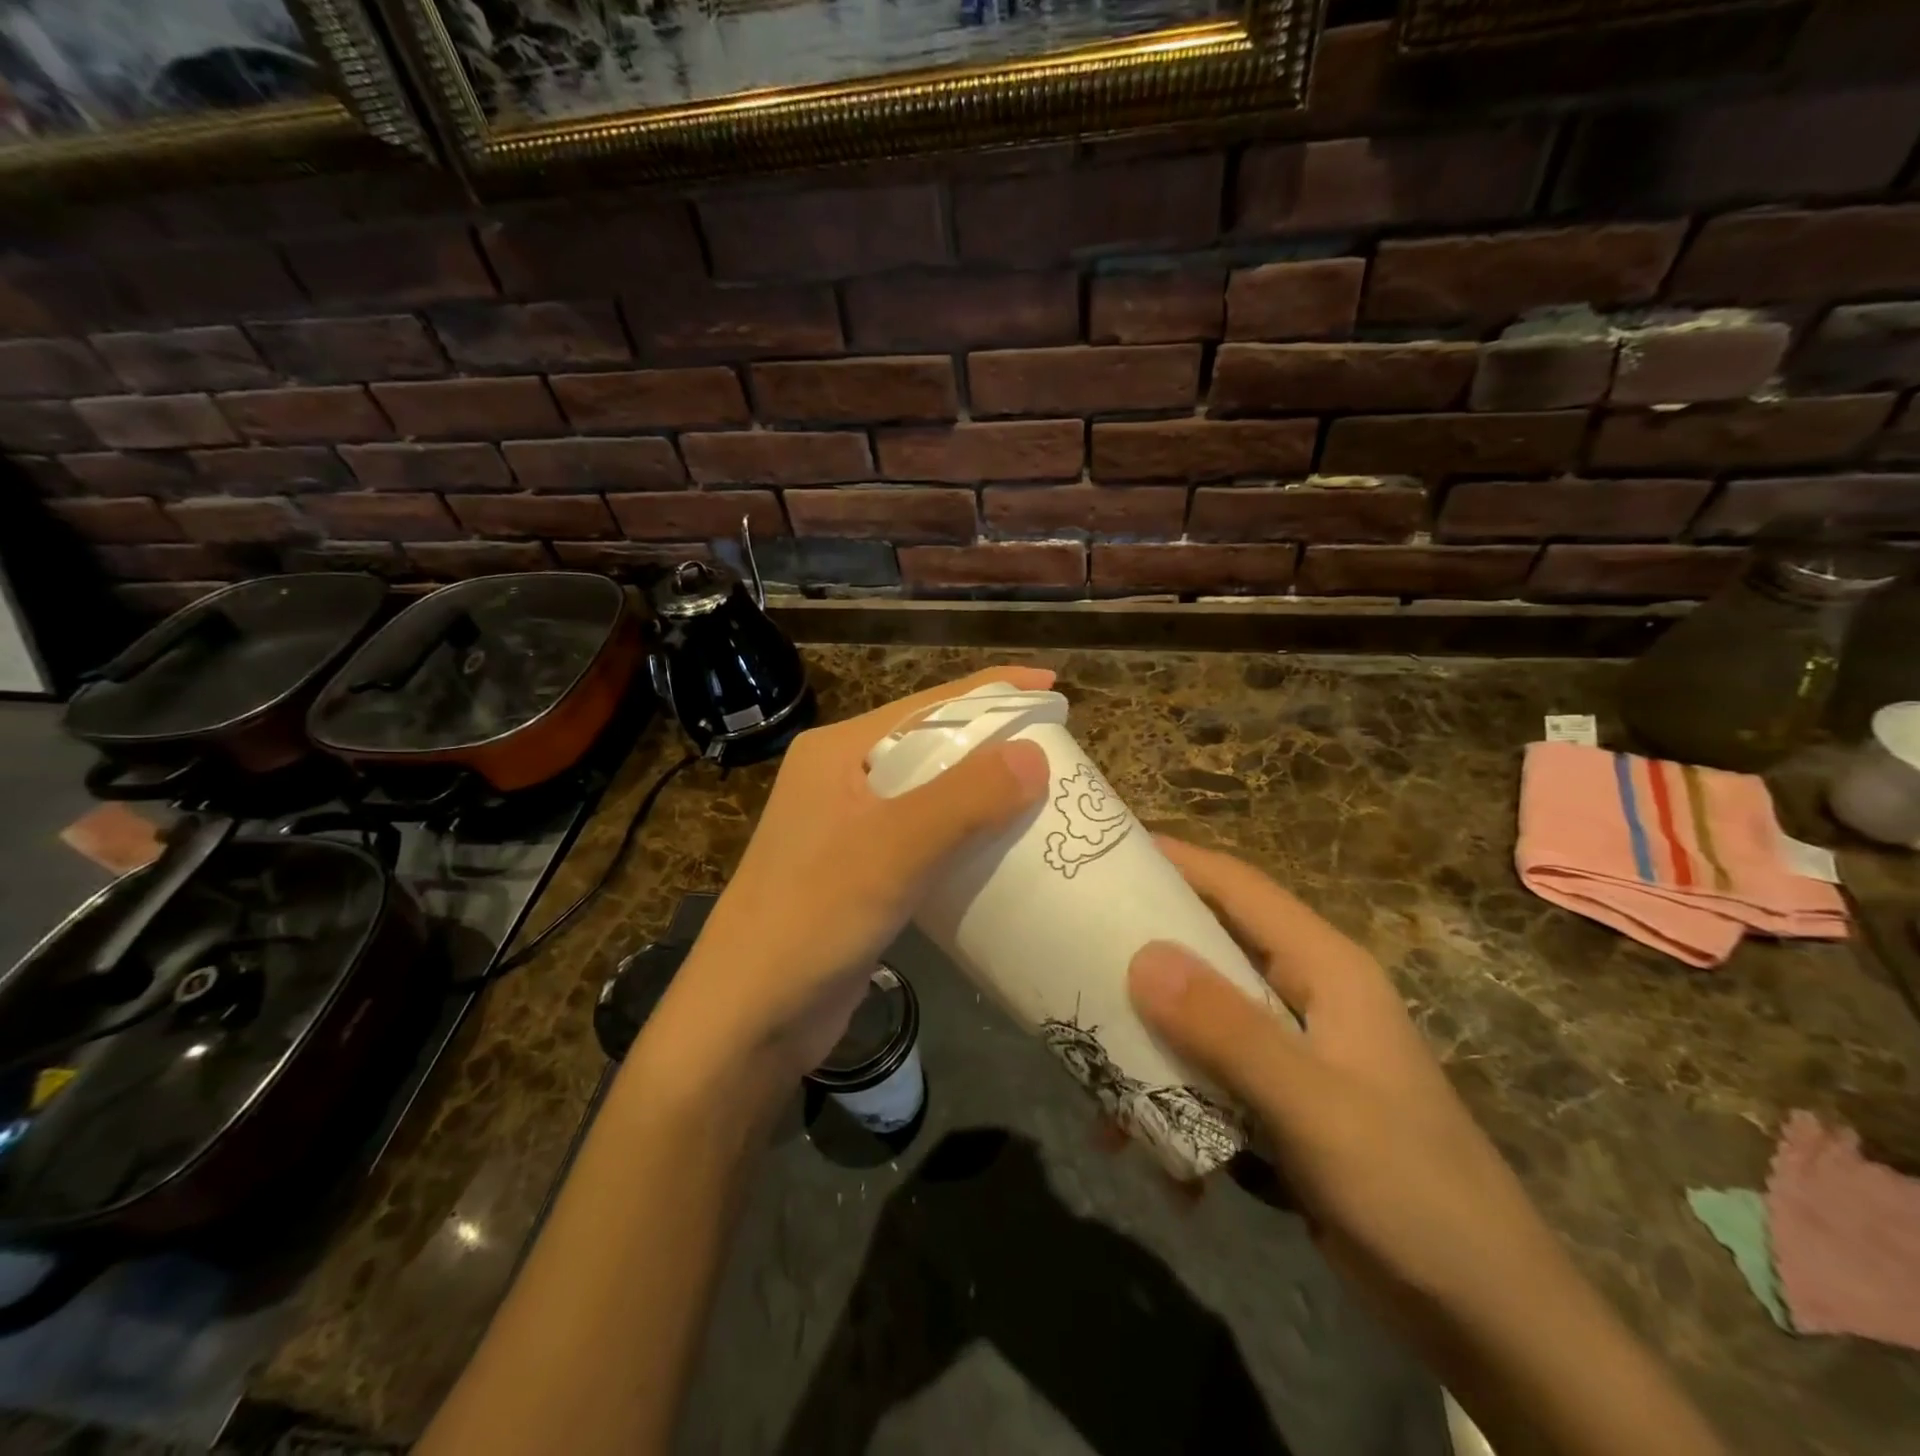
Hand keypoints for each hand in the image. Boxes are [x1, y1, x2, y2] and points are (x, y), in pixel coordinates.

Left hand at [650, 667, 1051, 1087]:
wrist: (750, 1018)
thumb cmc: (813, 918)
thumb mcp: (894, 849)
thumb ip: (965, 799)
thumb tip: (1036, 754)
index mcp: (839, 752)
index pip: (928, 704)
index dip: (993, 690)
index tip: (1054, 686)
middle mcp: (842, 779)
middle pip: (932, 744)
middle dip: (993, 742)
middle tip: (1060, 748)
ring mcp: (849, 828)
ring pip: (931, 793)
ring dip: (984, 792)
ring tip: (1045, 794)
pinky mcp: (861, 873)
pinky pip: (925, 837)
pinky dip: (965, 836)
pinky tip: (1004, 849)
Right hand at [1126, 839, 1566, 1320]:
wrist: (1490, 1320)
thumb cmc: (1411, 1193)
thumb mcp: (1313, 1107)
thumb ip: (1227, 1031)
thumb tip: (1140, 957)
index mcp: (1324, 969)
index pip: (1238, 887)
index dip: (1175, 860)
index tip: (1105, 852)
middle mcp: (1303, 995)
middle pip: (1208, 949)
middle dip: (1142, 957)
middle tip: (1072, 957)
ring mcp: (1292, 1051)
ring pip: (1199, 1018)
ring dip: (1149, 1046)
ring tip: (1096, 1079)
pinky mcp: (1281, 1103)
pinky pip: (1208, 1078)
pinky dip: (1173, 1104)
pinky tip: (1152, 1156)